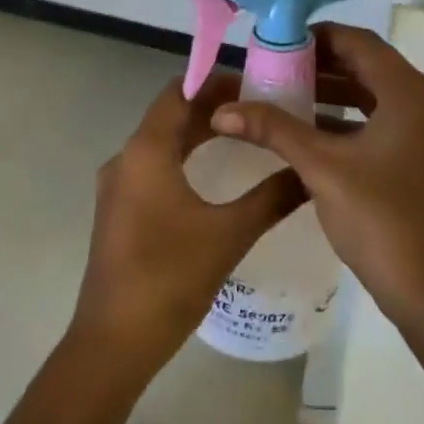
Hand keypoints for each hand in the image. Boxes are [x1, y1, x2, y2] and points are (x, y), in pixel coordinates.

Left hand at [72, 74, 305, 372]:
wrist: (113, 342)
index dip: (215, 81)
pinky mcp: (120, 210)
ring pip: (162, 142)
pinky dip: (184, 157)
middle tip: (260, 107)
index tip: (256, 82)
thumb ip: (273, 197)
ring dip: (198, 133)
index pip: (179, 92)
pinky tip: (215, 174)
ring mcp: (119, 186)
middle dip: (212, 106)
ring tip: (245, 134)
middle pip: (171, 115)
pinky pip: (154, 167)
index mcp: (146, 151)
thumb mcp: (230, 234)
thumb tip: (311, 172)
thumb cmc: (170, 278)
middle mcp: (126, 159)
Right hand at [211, 23, 423, 328]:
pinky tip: (312, 129)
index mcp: (409, 93)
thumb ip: (273, 129)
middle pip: (369, 65)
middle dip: (322, 64)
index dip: (318, 37)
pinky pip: (382, 119)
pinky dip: (349, 118)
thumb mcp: (320, 167)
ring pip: (375, 93)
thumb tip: (222, 109)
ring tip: (287, 94)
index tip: (279, 44)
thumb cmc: (378, 218)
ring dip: (334, 91)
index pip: (360, 42)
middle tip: (277, 68)